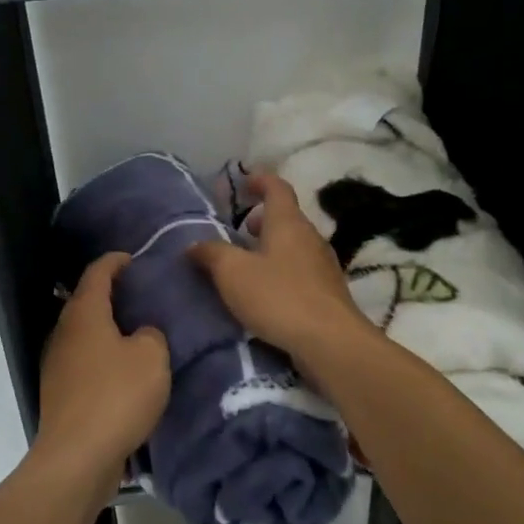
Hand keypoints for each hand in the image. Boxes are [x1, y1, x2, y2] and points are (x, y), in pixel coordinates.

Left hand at [36, 253, 170, 477]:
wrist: (77, 457)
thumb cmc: (116, 396)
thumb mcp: (151, 357)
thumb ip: (151, 335)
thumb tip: (141, 335)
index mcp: (84, 314)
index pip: (97, 273)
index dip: (114, 261)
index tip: (132, 258)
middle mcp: (64, 332)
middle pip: (85, 302)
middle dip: (110, 295)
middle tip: (140, 294)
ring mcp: (57, 364)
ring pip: (84, 334)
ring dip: (106, 328)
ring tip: (136, 331)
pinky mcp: (60, 393)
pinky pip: (84, 362)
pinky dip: (102, 357)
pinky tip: (123, 370)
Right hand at [188, 172, 376, 360]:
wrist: (329, 342)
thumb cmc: (278, 297)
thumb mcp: (233, 273)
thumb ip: (211, 253)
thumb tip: (194, 244)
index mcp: (288, 222)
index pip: (277, 188)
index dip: (260, 180)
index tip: (244, 181)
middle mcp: (310, 237)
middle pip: (286, 217)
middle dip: (262, 219)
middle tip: (238, 230)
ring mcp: (323, 265)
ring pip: (294, 245)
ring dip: (272, 247)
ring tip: (247, 263)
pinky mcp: (328, 292)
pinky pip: (301, 270)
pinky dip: (282, 270)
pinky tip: (267, 292)